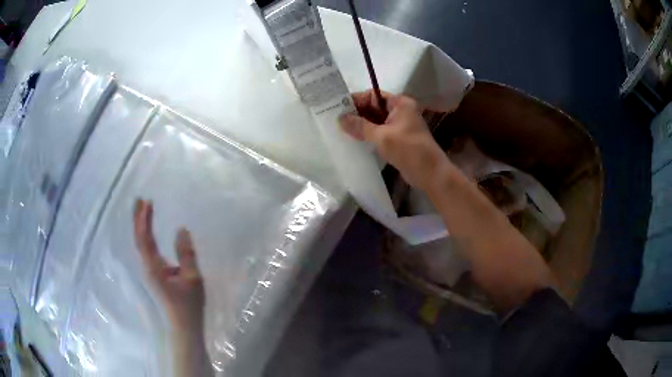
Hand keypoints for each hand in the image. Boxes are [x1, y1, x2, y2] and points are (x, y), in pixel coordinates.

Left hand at [133, 199, 205, 331]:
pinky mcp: (154, 275)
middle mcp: (147, 268)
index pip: (145, 239)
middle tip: (139, 199)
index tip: (147, 202)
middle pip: (139, 239)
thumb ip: (186, 254)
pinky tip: (149, 232)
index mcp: (154, 268)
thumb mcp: (193, 279)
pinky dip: (146, 236)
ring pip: (141, 245)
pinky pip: (146, 251)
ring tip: (143, 209)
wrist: (183, 326)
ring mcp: (149, 272)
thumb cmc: (189, 305)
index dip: (144, 220)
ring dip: (141, 226)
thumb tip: (181, 229)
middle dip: (138, 219)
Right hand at [340, 90, 448, 190]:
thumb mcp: (382, 136)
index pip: (373, 96)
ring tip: (341, 129)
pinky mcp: (398, 139)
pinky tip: (354, 139)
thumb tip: (340, 119)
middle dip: (357, 113)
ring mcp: (400, 125)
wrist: (430, 173)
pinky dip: (368, 134)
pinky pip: (380, 132)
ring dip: (361, 125)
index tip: (338, 107)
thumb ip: (360, 126)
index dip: (356, 100)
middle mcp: (400, 111)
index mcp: (400, 103)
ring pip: (376, 121)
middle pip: (374, 108)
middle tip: (336, 120)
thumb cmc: (408, 149)